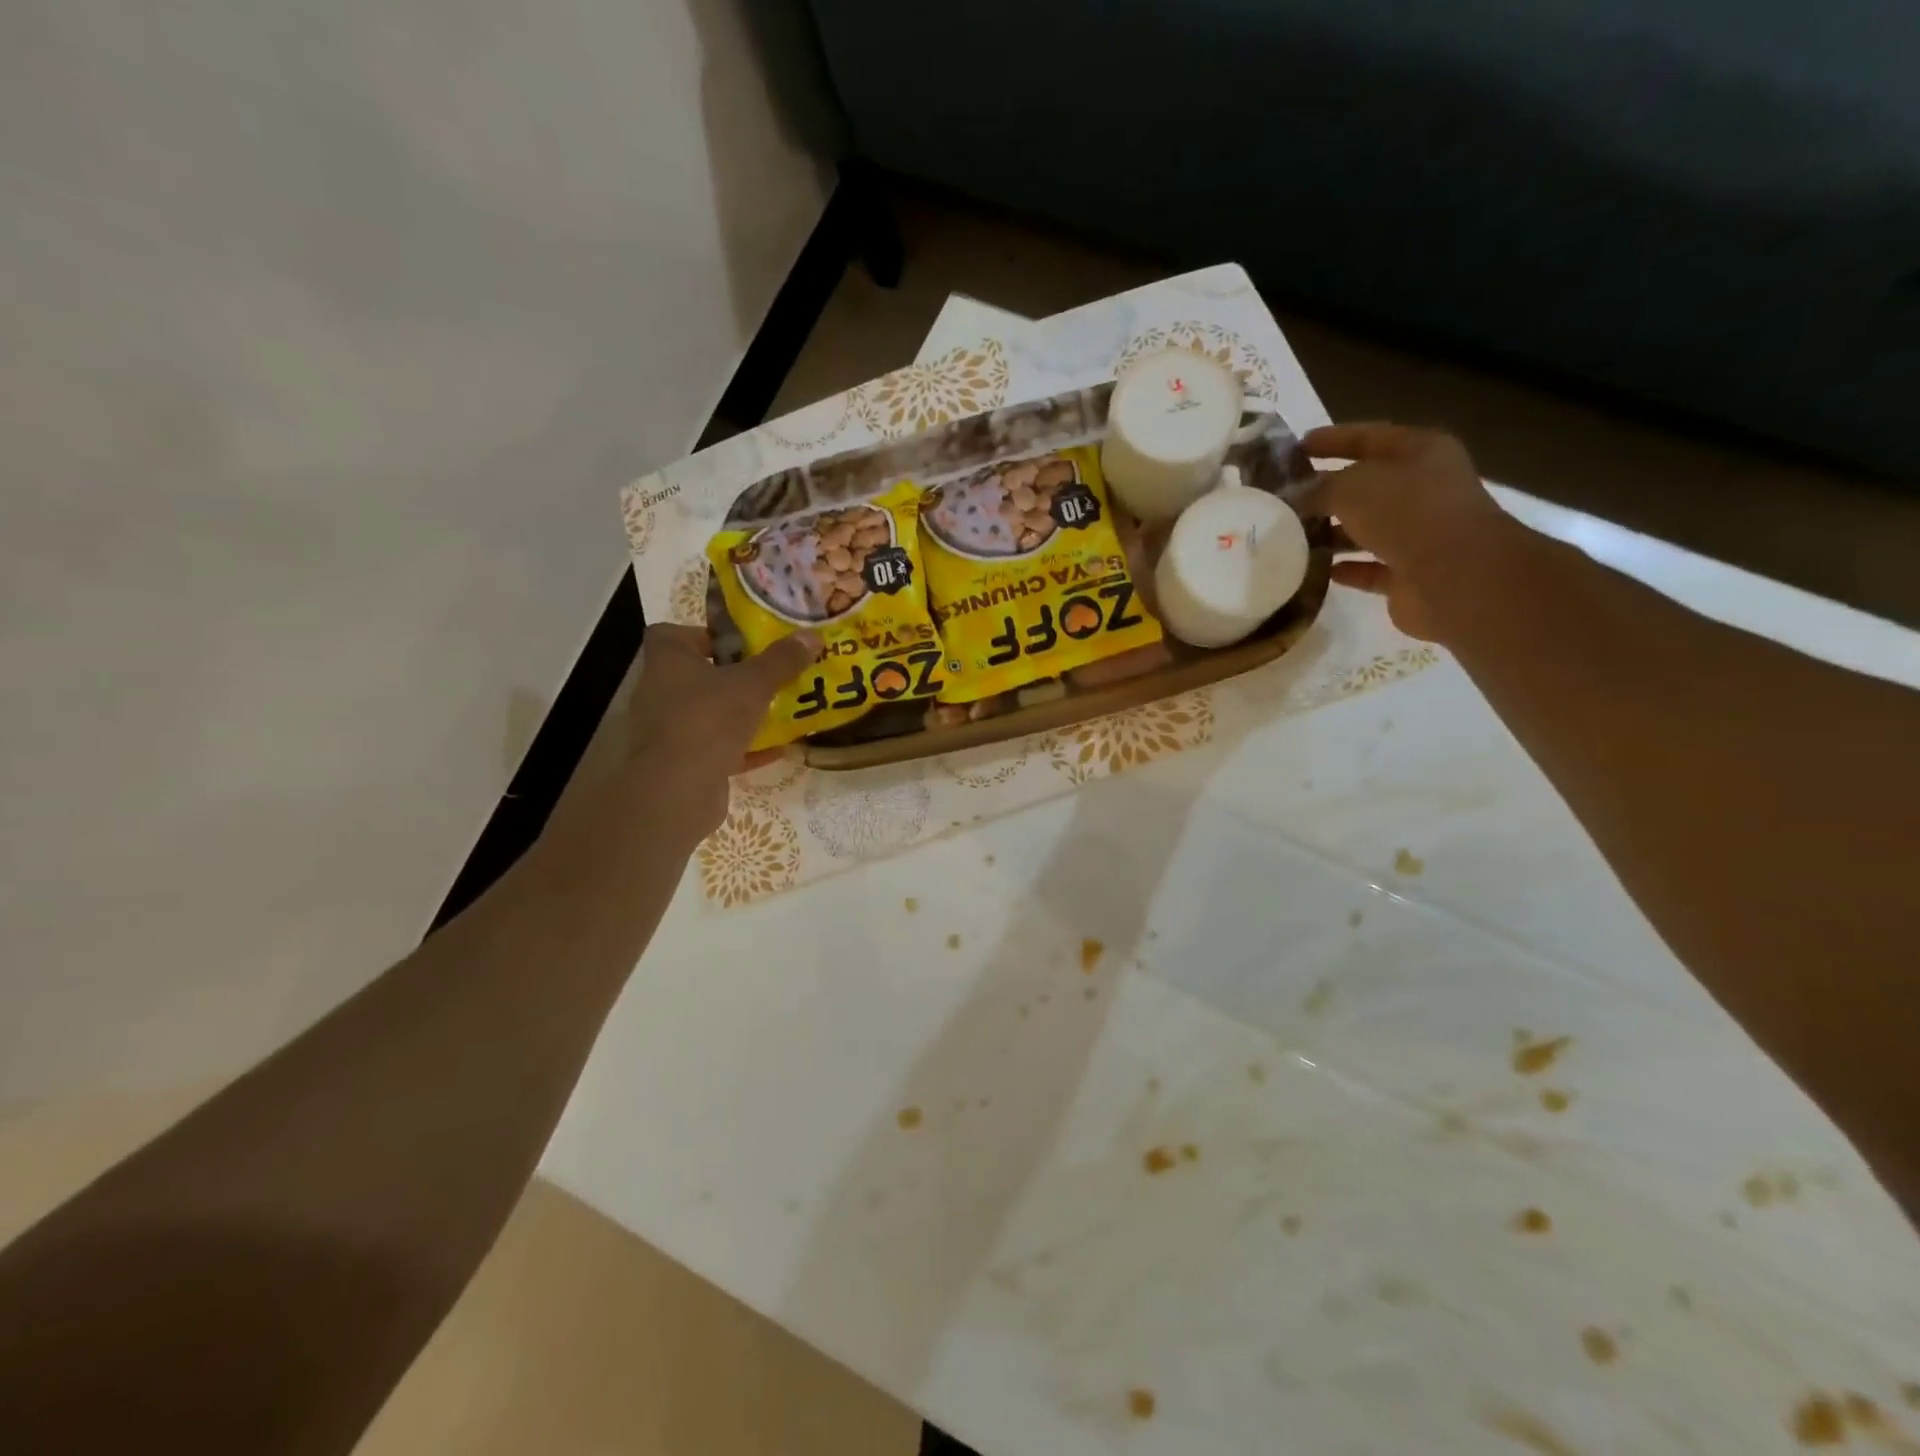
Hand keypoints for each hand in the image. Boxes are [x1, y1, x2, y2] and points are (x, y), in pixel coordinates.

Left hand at [626, 624, 820, 836]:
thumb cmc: (709, 719)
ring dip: (740, 713)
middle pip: (697, 675)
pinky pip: (717, 747)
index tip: (739, 643)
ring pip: (709, 713)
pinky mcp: (681, 763)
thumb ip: (782, 660)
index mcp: (667, 660)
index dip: (704, 635)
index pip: (672, 634)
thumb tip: (812, 636)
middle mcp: (660, 691)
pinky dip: (744, 748)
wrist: (678, 789)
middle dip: (733, 675)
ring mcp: (668, 729)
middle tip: (769, 675)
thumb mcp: (754, 684)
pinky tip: (779, 749)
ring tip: (779, 710)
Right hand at [1297, 422, 1516, 643]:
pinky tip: (1315, 570)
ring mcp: (1420, 533)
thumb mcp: (1351, 487)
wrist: (1454, 576)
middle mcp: (1424, 488)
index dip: (1331, 440)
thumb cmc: (1407, 513)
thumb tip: (1294, 497)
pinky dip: (1345, 568)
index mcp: (1420, 452)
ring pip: (1367, 528)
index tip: (1294, 449)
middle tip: (1285, 498)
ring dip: (1333, 533)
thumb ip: (1317, 488)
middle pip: (1367, 485)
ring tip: (1290, 537)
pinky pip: (1370, 567)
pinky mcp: (1410, 573)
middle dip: (1327, 491)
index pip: (1368, 437)